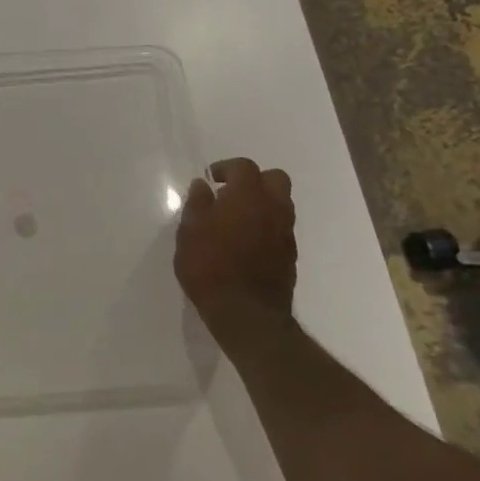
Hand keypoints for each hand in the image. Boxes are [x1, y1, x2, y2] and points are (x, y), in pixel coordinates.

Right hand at [175, 158, 297, 349]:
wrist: (246, 313)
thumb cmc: (209, 267)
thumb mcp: (189, 232)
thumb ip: (197, 204)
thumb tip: (202, 185)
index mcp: (247, 197)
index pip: (244, 167)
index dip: (226, 168)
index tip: (211, 179)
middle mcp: (273, 208)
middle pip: (275, 179)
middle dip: (254, 180)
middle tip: (230, 193)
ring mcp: (285, 232)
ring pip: (281, 203)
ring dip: (262, 203)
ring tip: (236, 218)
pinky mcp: (290, 255)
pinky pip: (281, 227)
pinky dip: (267, 225)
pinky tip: (246, 241)